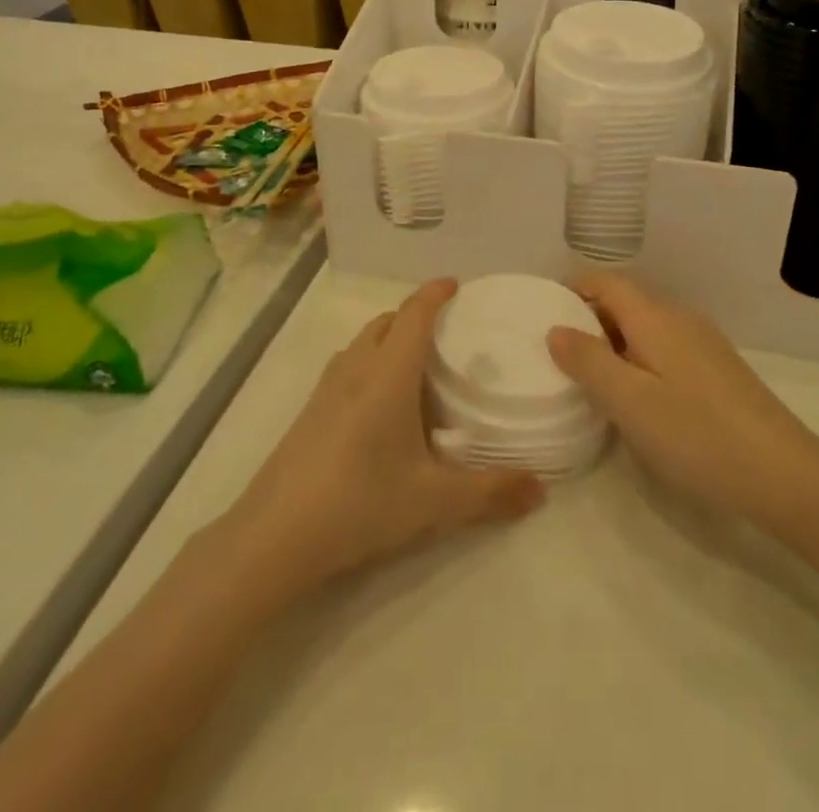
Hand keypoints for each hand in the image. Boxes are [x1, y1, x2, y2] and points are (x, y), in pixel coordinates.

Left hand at [221, 278, 544, 600]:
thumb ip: (490, 492)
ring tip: (416, 364)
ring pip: (363, 342)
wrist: (276, 534)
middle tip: (446, 331)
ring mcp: (327, 388)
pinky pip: (347, 366)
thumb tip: (542, 490)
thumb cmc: (361, 501)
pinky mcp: (310, 410)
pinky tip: (379, 404)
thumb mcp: (433, 501)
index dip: (434, 293)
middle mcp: (356, 368)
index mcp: (388, 374)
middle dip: (414, 315)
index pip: (414, 314)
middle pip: (387, 322)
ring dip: (389, 338)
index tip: (455, 284)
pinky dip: (370, 362)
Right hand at [547, 272, 818, 527]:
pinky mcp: (718, 369)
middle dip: (589, 319)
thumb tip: (556, 330)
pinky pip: (665, 347)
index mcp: (654, 316)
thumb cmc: (697, 434)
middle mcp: (679, 318)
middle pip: (624, 301)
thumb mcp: (628, 401)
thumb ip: (587, 361)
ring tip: (591, 379)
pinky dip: (639, 358)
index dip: (572, 289)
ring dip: (614, 342)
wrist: (785, 475)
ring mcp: (703, 342)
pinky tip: (637, 397)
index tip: (543, 315)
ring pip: (645, 327)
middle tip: (559, 355)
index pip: (605, 281)